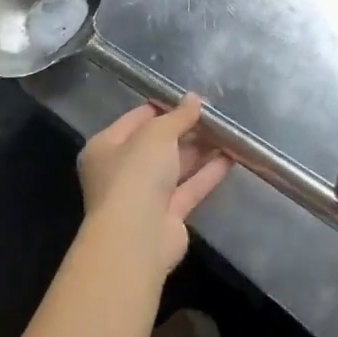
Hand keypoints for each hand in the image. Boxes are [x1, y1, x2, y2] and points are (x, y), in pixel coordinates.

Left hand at [78, 96, 230, 273]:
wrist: (136, 238)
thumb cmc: (136, 174)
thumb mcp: (157, 134)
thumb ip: (178, 116)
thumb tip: (194, 98)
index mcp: (106, 148)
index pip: (136, 119)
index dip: (163, 107)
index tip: (191, 98)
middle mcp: (121, 171)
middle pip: (157, 144)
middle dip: (186, 130)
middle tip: (215, 115)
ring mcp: (144, 196)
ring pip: (175, 167)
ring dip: (200, 150)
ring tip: (228, 132)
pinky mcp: (167, 216)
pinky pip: (189, 188)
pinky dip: (207, 173)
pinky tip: (231, 157)